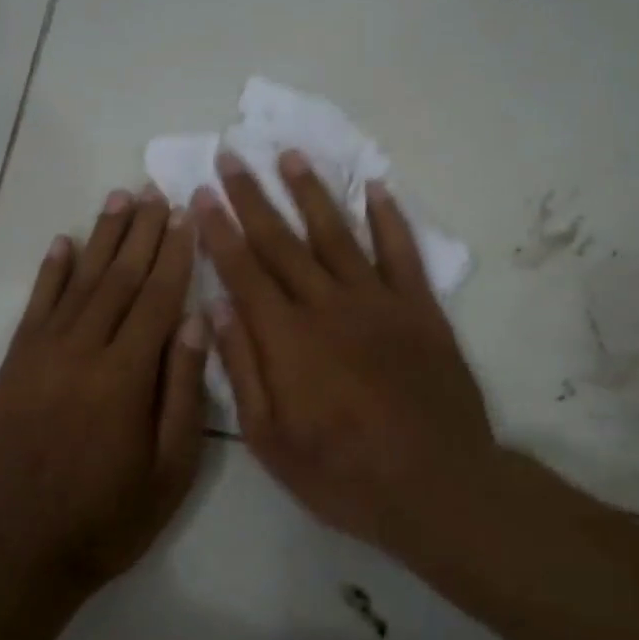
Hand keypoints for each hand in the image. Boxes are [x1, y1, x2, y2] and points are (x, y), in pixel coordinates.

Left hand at [0, 186, 208, 592]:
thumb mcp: (170, 470)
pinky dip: (50, 272)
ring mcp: (41, 356)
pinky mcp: (13, 367)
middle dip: (141, 232)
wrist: (19, 553)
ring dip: (101, 238)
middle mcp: (82, 352)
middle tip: (156, 191)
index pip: (157, 298)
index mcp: (125, 377)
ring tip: (119, 200)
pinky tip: (63, 242)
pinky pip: (35, 307)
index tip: (187, 215)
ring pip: (79, 283)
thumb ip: (182, 392)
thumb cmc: (109, 518)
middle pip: (118, 278)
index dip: (175, 254)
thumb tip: (194, 321)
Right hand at [193, 150, 498, 558]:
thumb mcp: (271, 439)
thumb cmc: (342, 472)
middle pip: (282, 240)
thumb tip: (215, 307)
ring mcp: (378, 301)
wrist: (436, 485)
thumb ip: (242, 369)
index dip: (219, 229)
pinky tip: (376, 187)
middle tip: (231, 154)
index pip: (242, 269)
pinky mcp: (420, 308)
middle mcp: (327, 304)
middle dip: (252, 196)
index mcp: (286, 338)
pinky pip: (402, 251)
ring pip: (337, 233)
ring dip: (311, 191)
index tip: (202, 193)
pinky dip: (389, 217)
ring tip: (289, 154)